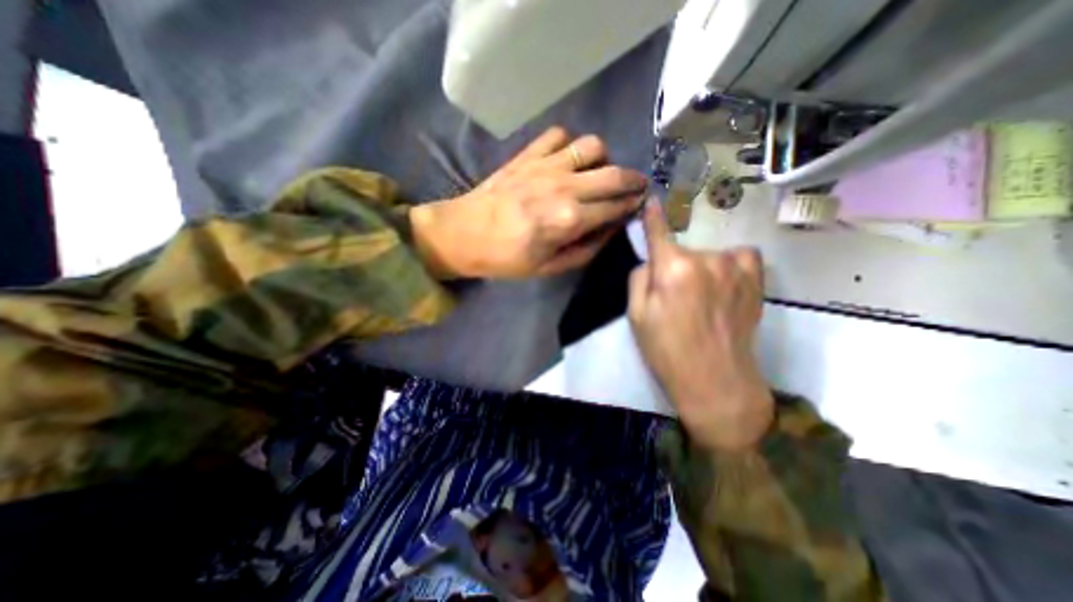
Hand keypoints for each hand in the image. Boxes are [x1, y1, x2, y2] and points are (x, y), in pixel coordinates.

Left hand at [411, 128, 644, 276]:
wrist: (463, 233)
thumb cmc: (505, 258)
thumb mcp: (547, 268)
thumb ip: (584, 251)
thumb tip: (609, 231)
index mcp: (569, 219)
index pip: (614, 207)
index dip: (632, 206)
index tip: (640, 205)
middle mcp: (564, 186)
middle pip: (613, 174)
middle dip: (633, 180)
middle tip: (637, 186)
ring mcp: (545, 165)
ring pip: (592, 146)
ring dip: (603, 159)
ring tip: (598, 172)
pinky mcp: (528, 154)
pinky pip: (559, 135)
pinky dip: (569, 144)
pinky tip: (566, 160)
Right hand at [632, 201, 770, 451]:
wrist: (714, 381)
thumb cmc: (667, 350)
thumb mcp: (636, 316)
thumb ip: (639, 278)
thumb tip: (651, 261)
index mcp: (673, 269)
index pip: (659, 233)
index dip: (652, 217)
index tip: (651, 200)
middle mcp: (706, 260)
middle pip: (681, 250)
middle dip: (672, 266)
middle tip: (673, 297)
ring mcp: (736, 268)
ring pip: (708, 255)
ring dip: (700, 268)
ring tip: (702, 299)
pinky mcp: (756, 280)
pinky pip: (740, 256)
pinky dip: (729, 264)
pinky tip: (725, 284)